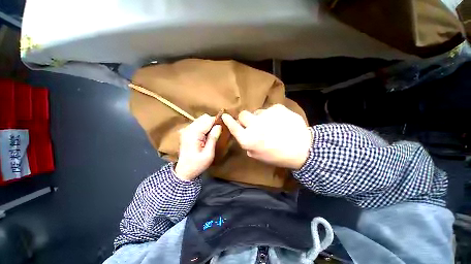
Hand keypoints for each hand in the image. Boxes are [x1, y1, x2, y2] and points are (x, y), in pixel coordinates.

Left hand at [174, 114, 221, 180]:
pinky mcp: (187, 131)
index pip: (208, 120)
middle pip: (204, 117)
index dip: (217, 122)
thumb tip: (219, 126)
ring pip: (201, 119)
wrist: (184, 171)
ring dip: (209, 124)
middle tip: (218, 132)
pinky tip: (206, 135)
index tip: (223, 127)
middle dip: (213, 123)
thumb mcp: (208, 154)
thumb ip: (213, 138)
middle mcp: (188, 129)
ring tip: (212, 135)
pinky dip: (204, 126)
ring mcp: (186, 129)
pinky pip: (198, 123)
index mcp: (193, 134)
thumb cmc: (197, 164)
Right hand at [222, 104, 311, 169]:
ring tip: (271, 125)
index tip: (225, 115)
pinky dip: (272, 115)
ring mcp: (266, 115)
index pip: (233, 126)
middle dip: (246, 119)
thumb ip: (247, 145)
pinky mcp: (277, 108)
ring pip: (257, 111)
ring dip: (261, 117)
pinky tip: (280, 122)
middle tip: (254, 124)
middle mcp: (254, 125)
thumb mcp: (258, 156)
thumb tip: (243, 135)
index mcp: (248, 139)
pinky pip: (270, 109)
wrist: (303, 148)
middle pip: (243, 114)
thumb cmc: (278, 156)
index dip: (228, 120)